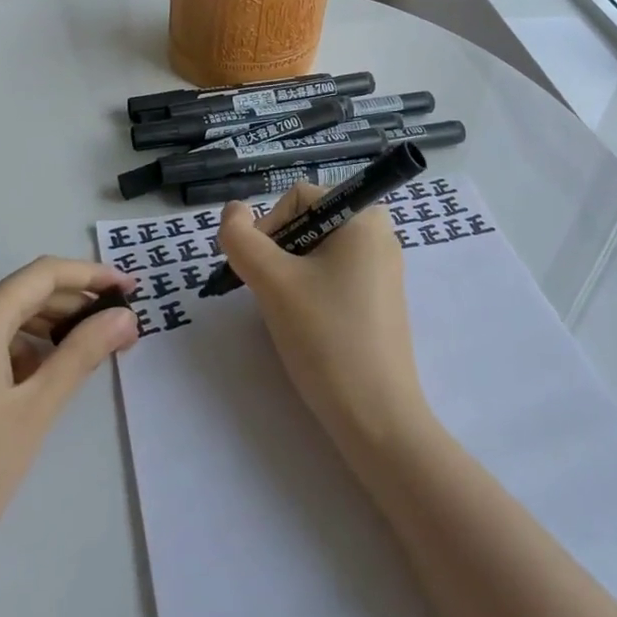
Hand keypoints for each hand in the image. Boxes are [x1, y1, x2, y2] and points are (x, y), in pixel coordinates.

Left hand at [0, 258, 138, 603]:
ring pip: (3, 321)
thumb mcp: (36, 410)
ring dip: (48, 330)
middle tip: (120, 329)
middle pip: (22, 294)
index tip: (131, 289)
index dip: (91, 275)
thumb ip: (83, 353)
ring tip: (88, 356)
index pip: (43, 274)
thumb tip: (125, 316)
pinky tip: (39, 384)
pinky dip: (18, 352)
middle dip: (73, 305)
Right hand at [218, 187, 430, 458]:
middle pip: (306, 224)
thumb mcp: (273, 282)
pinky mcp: (380, 300)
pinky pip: (334, 277)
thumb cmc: (325, 337)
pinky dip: (310, 293)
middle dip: (278, 256)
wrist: (375, 417)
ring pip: (315, 254)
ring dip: (290, 277)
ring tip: (291, 315)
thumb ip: (241, 238)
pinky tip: (309, 326)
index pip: (296, 199)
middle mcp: (380, 234)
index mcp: (364, 217)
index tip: (259, 273)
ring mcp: (383, 269)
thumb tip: (232, 210)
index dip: (267, 229)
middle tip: (272, 296)